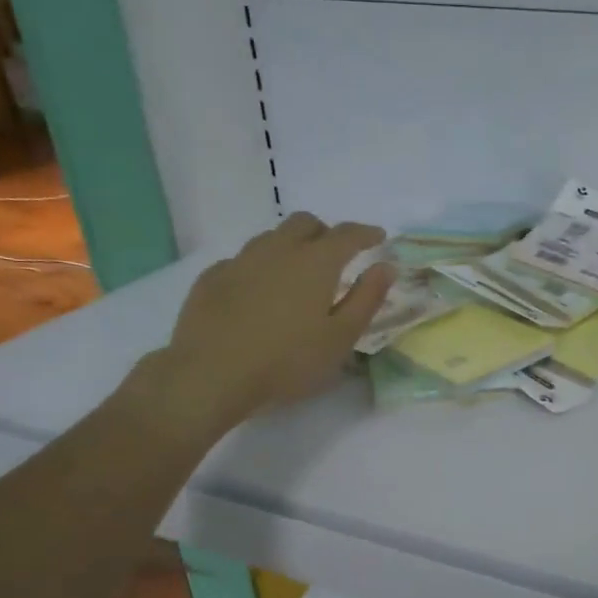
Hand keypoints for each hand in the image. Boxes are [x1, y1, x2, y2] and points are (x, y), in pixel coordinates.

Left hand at [156, 213, 394, 422]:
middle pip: (305, 223)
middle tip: (335, 255)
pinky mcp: (212, 278)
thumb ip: (366, 299)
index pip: (347, 234)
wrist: (211, 374)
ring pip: (271, 237)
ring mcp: (240, 260)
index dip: (366, 233)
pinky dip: (259, 267)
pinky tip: (258, 292)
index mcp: (316, 262)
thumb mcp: (341, 337)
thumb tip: (386, 266)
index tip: (378, 237)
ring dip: (290, 246)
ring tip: (296, 273)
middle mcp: (278, 249)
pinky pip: (242, 260)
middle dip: (325, 232)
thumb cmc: (287, 361)